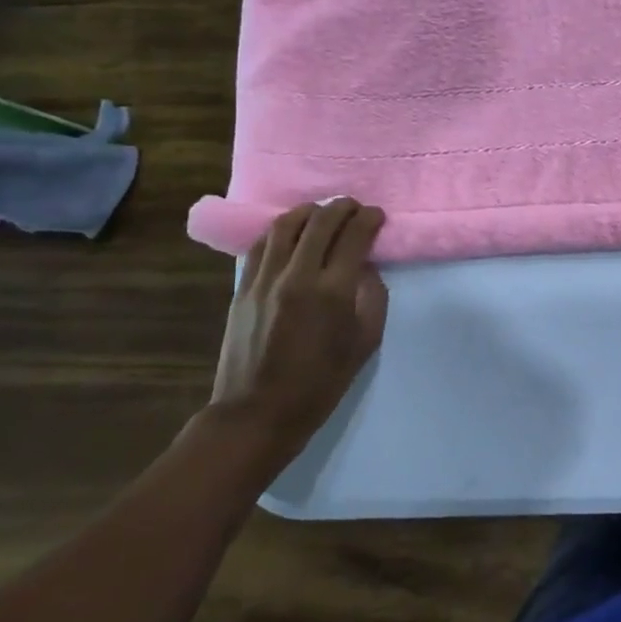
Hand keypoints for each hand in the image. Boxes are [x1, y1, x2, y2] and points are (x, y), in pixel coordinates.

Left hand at [211, 199, 389, 461]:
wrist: (257, 413)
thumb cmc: (321, 382)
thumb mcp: (365, 342)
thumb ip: (372, 297)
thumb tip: (365, 268)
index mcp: (332, 291)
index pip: (354, 236)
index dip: (369, 219)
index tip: (378, 216)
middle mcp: (297, 276)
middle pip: (320, 222)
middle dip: (342, 208)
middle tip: (355, 208)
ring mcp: (264, 280)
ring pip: (286, 225)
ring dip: (309, 212)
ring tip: (322, 213)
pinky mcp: (242, 288)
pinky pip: (262, 244)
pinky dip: (281, 230)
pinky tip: (291, 233)